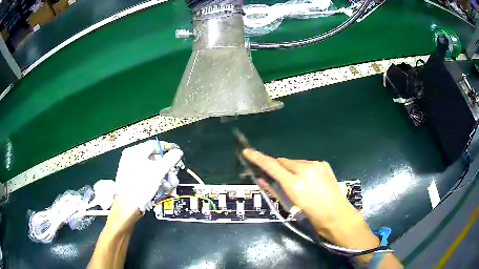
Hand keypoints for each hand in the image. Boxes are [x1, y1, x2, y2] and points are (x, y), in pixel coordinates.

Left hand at [115, 140, 182, 213]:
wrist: (128, 205)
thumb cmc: (141, 186)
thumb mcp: (158, 171)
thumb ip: (170, 159)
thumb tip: (178, 152)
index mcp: (135, 151)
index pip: (154, 144)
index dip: (167, 148)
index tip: (177, 153)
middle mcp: (131, 157)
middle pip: (153, 157)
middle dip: (166, 167)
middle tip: (173, 175)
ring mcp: (130, 167)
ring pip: (151, 167)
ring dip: (162, 175)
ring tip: (168, 185)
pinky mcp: (131, 177)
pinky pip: (145, 174)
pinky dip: (154, 179)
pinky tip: (161, 187)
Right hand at [243, 149, 378, 261]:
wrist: (337, 215)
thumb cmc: (311, 216)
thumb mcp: (290, 206)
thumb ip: (274, 190)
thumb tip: (261, 179)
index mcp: (294, 184)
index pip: (271, 166)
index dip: (257, 158)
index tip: (247, 152)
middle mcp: (305, 170)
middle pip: (283, 161)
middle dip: (278, 167)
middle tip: (278, 178)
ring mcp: (316, 165)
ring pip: (295, 162)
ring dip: (291, 169)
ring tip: (298, 183)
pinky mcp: (324, 164)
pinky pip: (307, 164)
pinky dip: (303, 169)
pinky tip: (309, 181)